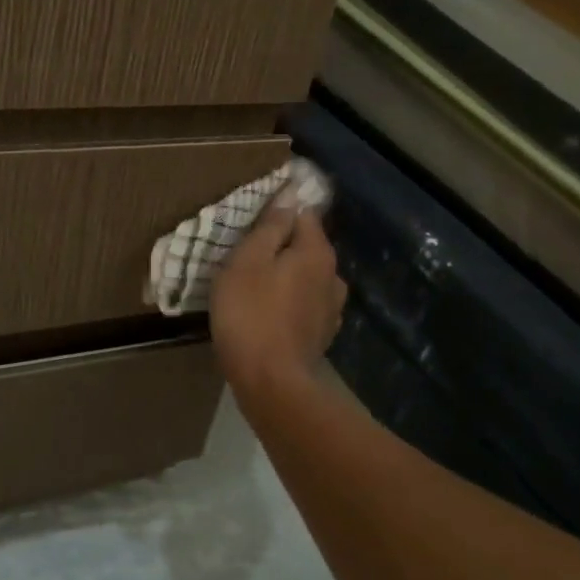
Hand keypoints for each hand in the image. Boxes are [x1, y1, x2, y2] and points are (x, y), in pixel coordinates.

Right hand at [211, 189, 346, 400]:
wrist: (271, 383)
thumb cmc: (251, 314)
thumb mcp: (248, 261)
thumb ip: (270, 227)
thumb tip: (290, 196)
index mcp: (317, 252)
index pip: (303, 213)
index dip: (278, 211)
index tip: (251, 221)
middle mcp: (333, 275)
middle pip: (306, 247)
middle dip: (281, 246)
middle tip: (246, 254)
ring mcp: (331, 309)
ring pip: (307, 278)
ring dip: (287, 277)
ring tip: (257, 286)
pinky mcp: (321, 335)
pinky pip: (305, 306)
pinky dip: (290, 303)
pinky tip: (271, 314)